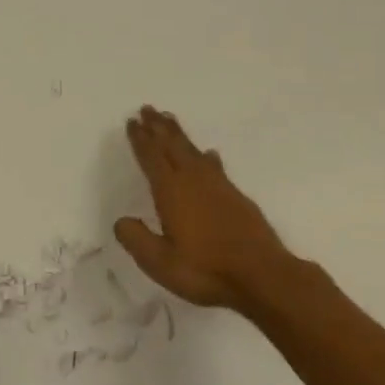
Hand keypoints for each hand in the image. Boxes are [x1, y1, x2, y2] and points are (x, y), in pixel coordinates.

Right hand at [114, 106, 300, 313]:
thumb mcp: (160, 262)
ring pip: (193, 151)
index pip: (151, 158)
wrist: (263, 276)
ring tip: (170, 120)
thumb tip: (121, 220)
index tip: (132, 122)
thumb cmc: (206, 270)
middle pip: (172, 146)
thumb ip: (137, 240)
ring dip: (179, 135)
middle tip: (148, 108)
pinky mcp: (237, 196)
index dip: (140, 140)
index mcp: (171, 192)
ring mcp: (219, 186)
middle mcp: (194, 181)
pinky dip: (206, 156)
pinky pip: (215, 165)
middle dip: (158, 127)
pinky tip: (210, 154)